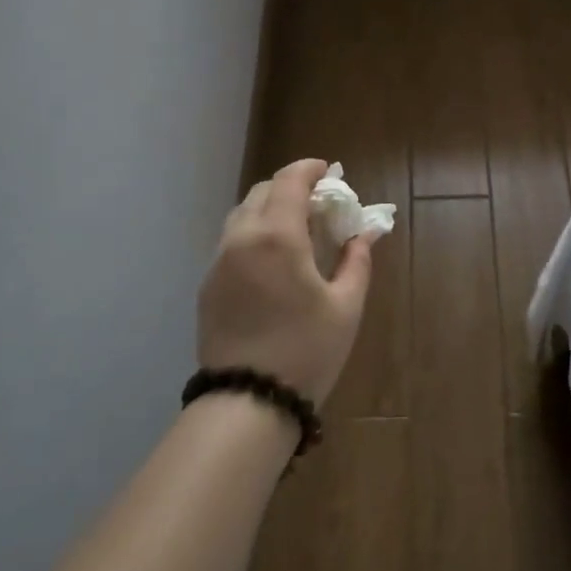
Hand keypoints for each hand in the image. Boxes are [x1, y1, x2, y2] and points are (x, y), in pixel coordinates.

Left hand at [197, 159, 375, 406]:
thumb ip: (356, 263)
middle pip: (262, 193)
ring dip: (268, 209)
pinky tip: (272, 261)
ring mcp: (218, 263)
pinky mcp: (208, 286)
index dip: (309, 169)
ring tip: (295, 230)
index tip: (328, 170)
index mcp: (277, 237)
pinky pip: (231, 243)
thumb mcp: (346, 308)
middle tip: (317, 204)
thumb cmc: (306, 352)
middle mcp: (241, 239)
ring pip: (241, 216)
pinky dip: (253, 235)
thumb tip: (362, 236)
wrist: (248, 401)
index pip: (289, 181)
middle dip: (289, 187)